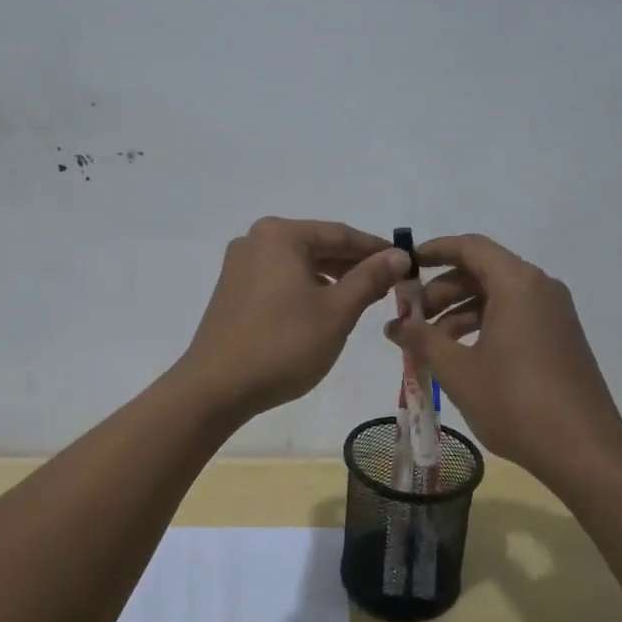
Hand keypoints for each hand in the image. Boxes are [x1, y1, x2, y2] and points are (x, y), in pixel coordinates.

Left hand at [179, 217, 411, 417]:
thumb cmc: (283, 344)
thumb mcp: (336, 311)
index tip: (405, 262)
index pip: (340, 234)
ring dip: (330, 278)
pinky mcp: (232, 290)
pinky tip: (323, 309)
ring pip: (298, 263)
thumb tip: (399, 255)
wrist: (216, 387)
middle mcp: (256, 240)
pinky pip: (279, 279)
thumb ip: (369, 279)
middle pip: (317, 245)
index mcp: (280, 235)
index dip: (375, 249)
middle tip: (388, 284)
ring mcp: (239, 265)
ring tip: (361, 298)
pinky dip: (305, 288)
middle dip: (353, 264)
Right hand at [385, 233, 621, 483]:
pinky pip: (514, 315)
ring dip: (459, 310)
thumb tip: (394, 324)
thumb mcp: (458, 371)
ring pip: (497, 295)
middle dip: (441, 289)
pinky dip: (483, 325)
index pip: (470, 246)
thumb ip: (422, 339)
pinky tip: (461, 356)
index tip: (404, 266)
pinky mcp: (560, 338)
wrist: (586, 452)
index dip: (433, 251)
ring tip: (430, 343)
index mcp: (517, 284)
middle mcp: (540, 288)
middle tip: (411, 317)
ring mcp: (554, 314)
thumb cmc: (516, 403)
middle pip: (482, 270)